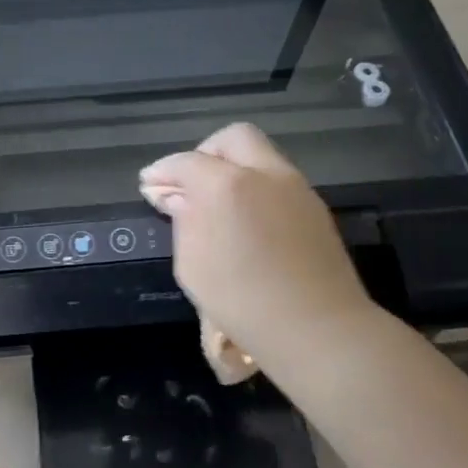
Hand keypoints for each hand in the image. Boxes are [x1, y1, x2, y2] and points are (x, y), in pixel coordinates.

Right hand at [139, 122, 380, 375]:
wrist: (318, 329)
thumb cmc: (243, 302)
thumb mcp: (193, 265)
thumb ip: (183, 221)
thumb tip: (178, 197)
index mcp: (227, 184)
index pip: (186, 162)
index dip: (163, 172)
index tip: (149, 185)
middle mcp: (265, 174)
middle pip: (233, 138)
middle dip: (206, 153)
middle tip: (191, 184)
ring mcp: (296, 187)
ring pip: (261, 156)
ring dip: (235, 169)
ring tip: (218, 204)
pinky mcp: (316, 207)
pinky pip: (279, 181)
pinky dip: (257, 188)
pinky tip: (248, 220)